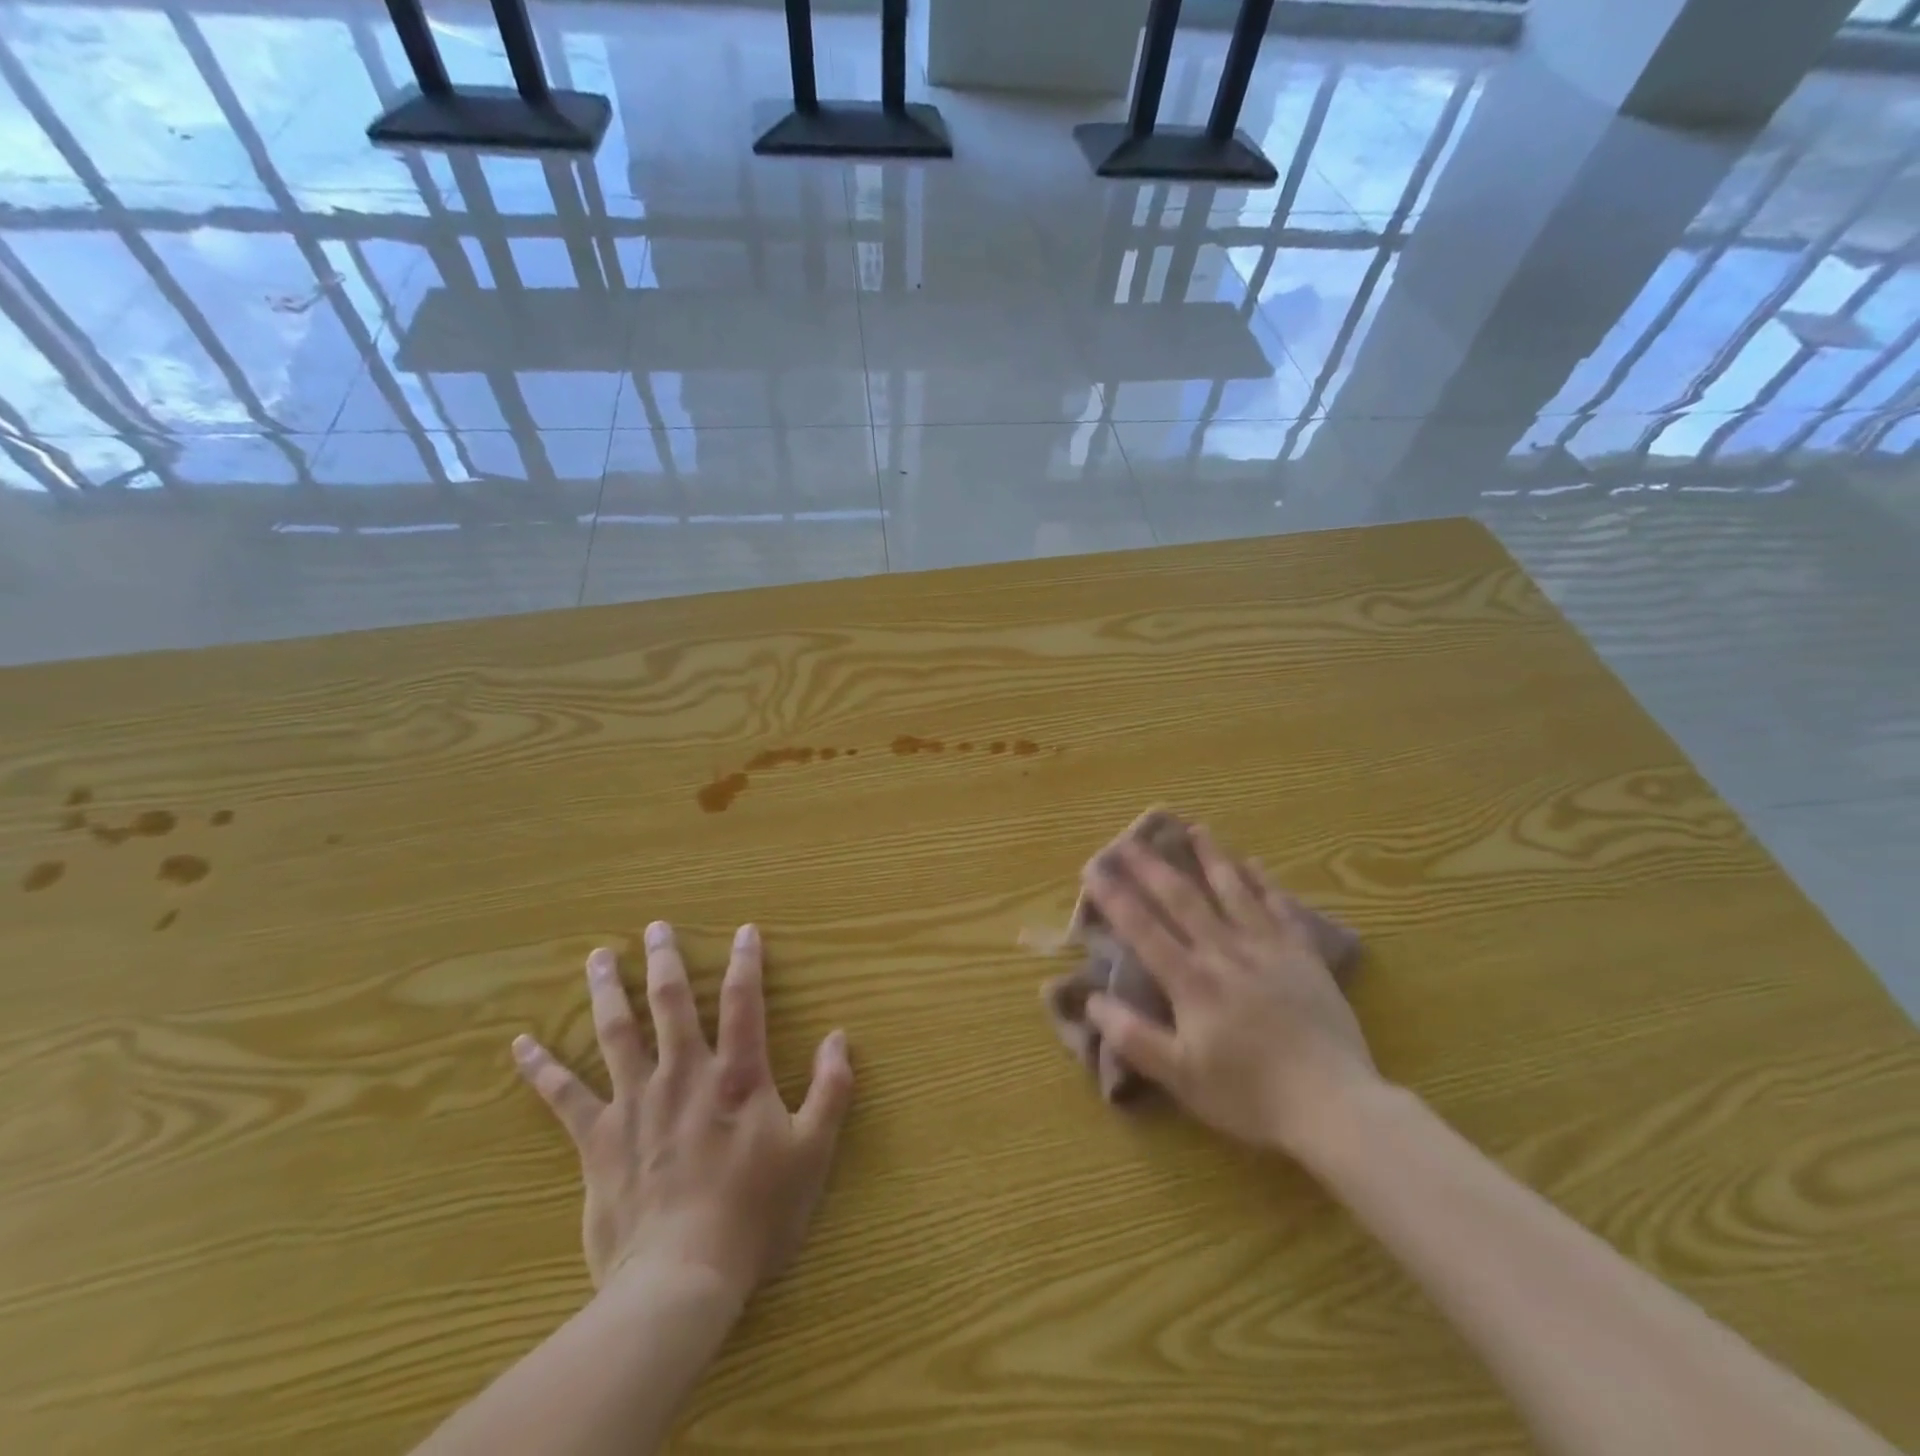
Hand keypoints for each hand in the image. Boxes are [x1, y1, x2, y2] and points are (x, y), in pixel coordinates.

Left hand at [511, 921, 854, 1297]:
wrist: (682, 1278)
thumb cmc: (754, 1213)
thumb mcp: (812, 1151)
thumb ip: (831, 1089)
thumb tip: (839, 1036)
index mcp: (736, 1076)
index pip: (744, 1002)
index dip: (746, 962)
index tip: (744, 930)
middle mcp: (683, 1074)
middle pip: (671, 1003)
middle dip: (665, 960)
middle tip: (655, 927)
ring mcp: (635, 1103)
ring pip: (617, 1032)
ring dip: (608, 991)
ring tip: (598, 957)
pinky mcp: (599, 1139)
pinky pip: (564, 1096)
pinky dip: (542, 1068)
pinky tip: (522, 1044)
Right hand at [1080, 827, 1378, 1153]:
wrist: (1333, 1104)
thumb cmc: (1249, 1095)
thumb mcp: (1180, 1076)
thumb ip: (1133, 1036)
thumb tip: (1092, 999)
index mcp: (1191, 981)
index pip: (1143, 928)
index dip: (1115, 896)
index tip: (1093, 867)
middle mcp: (1224, 953)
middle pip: (1182, 898)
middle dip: (1152, 866)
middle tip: (1130, 838)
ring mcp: (1267, 949)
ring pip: (1233, 891)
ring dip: (1210, 858)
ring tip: (1194, 829)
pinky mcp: (1303, 957)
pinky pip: (1281, 908)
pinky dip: (1265, 883)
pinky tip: (1255, 864)